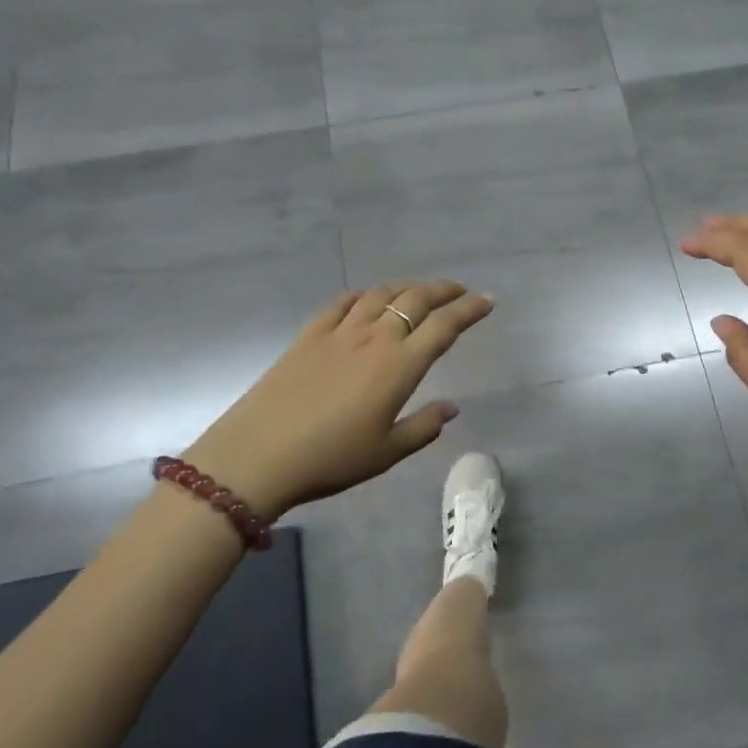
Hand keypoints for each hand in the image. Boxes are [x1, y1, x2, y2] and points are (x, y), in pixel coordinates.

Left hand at [183, 282, 493, 521]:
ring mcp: (338, 332)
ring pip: (380, 295)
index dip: (470, 310)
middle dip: (443, 290)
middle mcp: (374, 338)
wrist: (259, 455)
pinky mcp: (308, 335)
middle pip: (414, 300)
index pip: (444, 326)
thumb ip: (424, 427)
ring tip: (418, 291)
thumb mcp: (387, 452)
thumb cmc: (331, 459)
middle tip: (459, 290)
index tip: (488, 300)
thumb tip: (451, 407)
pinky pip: (342, 302)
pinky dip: (363, 294)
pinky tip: (367, 299)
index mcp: (399, 366)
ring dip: (406, 287)